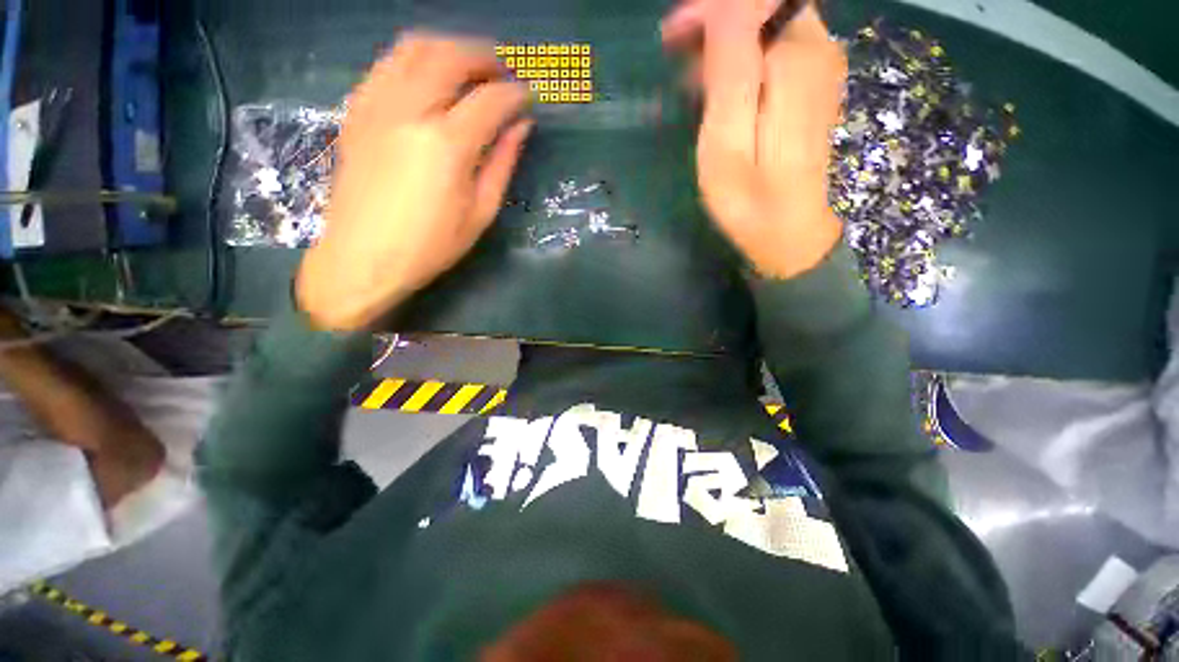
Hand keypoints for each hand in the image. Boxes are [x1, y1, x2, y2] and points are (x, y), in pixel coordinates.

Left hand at [296, 33, 532, 330]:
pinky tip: (428, 80)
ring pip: (413, 48)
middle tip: (503, 71)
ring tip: (468, 67)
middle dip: (484, 56)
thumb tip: (520, 127)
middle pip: (450, 56)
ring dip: (448, 48)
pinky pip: (386, 65)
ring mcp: (376, 105)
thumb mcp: (480, 212)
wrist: (363, 257)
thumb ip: (502, 163)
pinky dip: (414, 61)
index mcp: (446, 144)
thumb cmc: (431, 245)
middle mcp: (409, 111)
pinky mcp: (356, 111)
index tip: (528, 97)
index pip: (490, 100)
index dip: (515, 95)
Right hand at [662, 0, 846, 278]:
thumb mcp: (727, 138)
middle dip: (717, 20)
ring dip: (728, 38)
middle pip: (766, 6)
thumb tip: (725, 7)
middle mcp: (818, 51)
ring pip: (770, 25)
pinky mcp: (812, 89)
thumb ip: (731, 66)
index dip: (710, 9)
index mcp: (796, 59)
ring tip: (690, 72)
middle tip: (676, 51)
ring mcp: (819, 70)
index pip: (754, 0)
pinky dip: (744, 56)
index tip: (672, 37)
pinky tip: (719, 86)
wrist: (789, 233)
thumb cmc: (749, 198)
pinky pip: (776, 49)